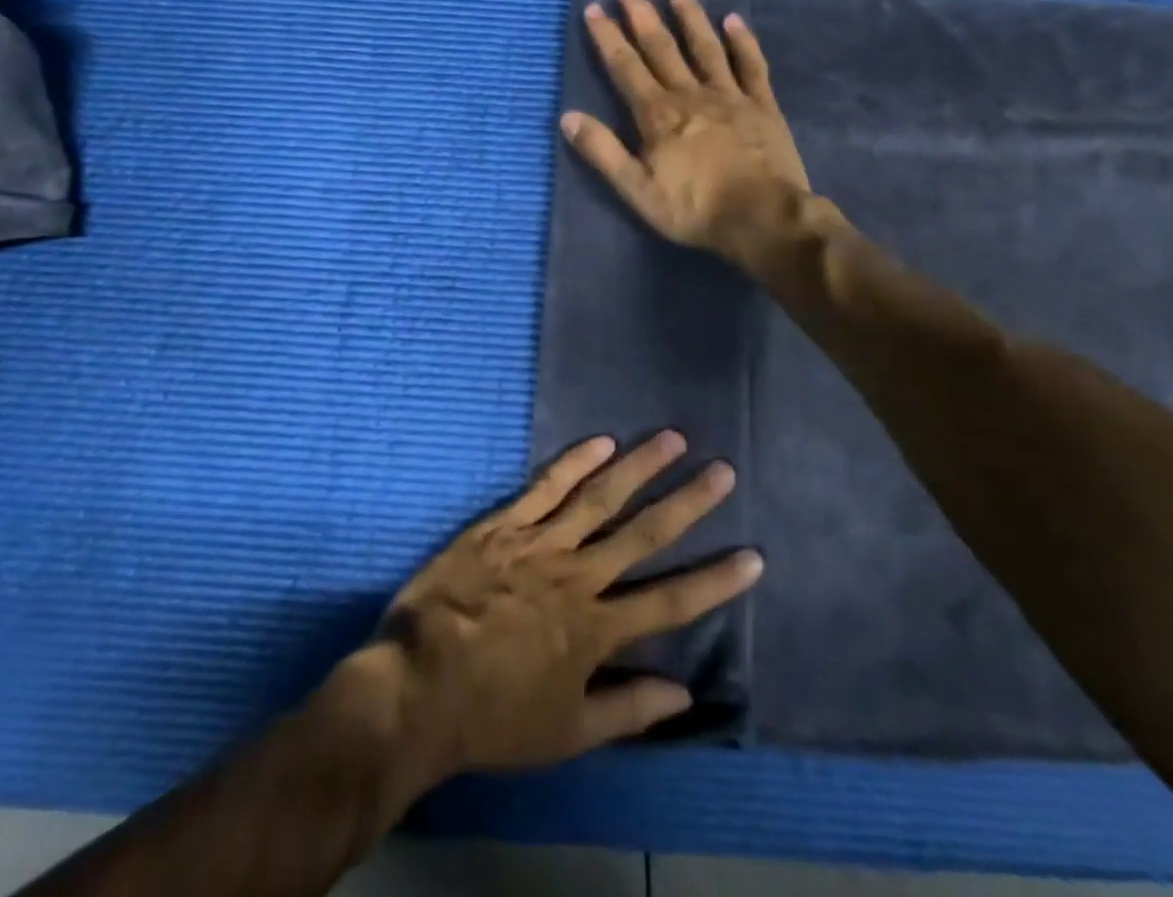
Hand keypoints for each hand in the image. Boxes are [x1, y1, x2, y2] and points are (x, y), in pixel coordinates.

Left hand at [366, 432, 761, 781]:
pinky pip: (545, 488)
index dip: (715, 581)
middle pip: (644, 534)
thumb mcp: (567, 733)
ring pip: (601, 498)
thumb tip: (686, 694)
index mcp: (597, 629)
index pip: (670, 601)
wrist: (418, 686)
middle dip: (688, 503)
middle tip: (722, 471)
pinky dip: (574, 462)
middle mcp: (579, 577)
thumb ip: (628, 710)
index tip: (753, 556)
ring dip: (640, 467)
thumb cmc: (493, 716)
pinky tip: (602, 441)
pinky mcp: (505, 526)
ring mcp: (541, 545)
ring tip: (673, 439)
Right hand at [562, 0, 809, 258]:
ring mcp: (730, 96)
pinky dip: (742, 41)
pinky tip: (734, 20)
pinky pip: (751, 65)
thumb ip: (603, 152)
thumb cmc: (695, 209)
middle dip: (642, 14)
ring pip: (705, 47)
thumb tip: (568, 117)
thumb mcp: (637, 190)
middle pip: (661, 48)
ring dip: (689, 17)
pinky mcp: (762, 105)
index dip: (608, 37)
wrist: (762, 216)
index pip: (626, 67)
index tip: (594, 8)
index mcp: (657, 115)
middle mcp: (690, 94)